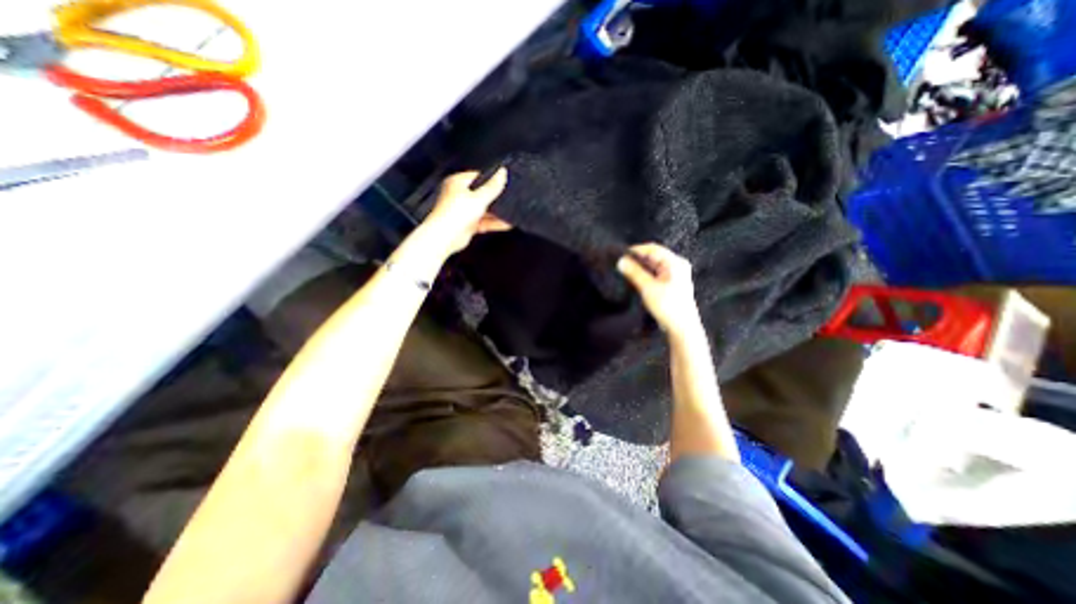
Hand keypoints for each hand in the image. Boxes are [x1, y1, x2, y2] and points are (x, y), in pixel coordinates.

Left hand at [424, 167, 511, 251]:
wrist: (445, 237)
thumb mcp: (479, 197)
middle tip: (508, 199)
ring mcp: (463, 211)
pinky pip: (484, 221)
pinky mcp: (467, 224)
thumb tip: (502, 173)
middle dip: (495, 198)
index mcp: (457, 183)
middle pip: (482, 194)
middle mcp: (459, 196)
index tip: (503, 182)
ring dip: (496, 213)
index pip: (477, 177)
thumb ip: (492, 187)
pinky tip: (505, 223)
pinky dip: (493, 223)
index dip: (491, 179)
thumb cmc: (454, 214)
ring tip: (510, 213)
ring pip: (484, 209)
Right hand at [618, 243, 703, 336]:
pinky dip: (644, 274)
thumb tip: (620, 261)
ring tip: (624, 270)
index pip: (652, 249)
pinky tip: (633, 278)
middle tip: (620, 263)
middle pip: (653, 256)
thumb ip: (634, 273)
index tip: (619, 254)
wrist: (681, 328)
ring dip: (639, 267)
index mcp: (675, 262)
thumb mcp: (648, 288)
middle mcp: (676, 265)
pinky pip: (655, 273)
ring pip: (653, 265)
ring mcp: (674, 274)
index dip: (635, 250)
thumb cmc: (668, 306)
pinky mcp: (670, 283)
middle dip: (636, 259)